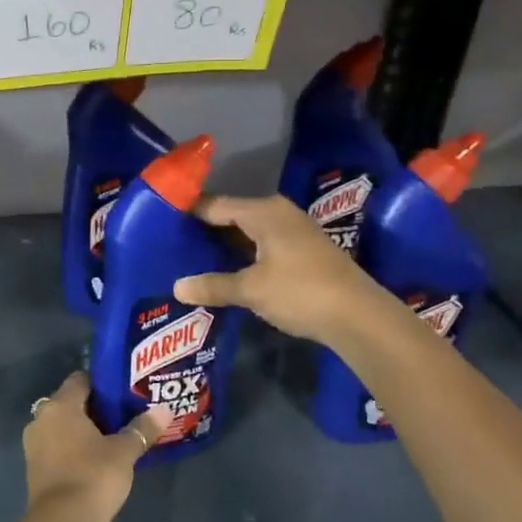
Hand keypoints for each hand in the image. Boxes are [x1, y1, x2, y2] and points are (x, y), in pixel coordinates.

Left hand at [23, 371, 166, 521]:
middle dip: (94, 408)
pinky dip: (72, 448)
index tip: (123, 393)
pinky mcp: (34, 468)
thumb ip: (142, 428)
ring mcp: (34, 444)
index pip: (81, 379)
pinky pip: (56, 446)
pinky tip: (94, 460)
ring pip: (62, 426)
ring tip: (111, 439)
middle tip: (122, 416)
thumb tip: (164, 410)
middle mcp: (41, 418)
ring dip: (82, 430)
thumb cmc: (93, 476)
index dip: (103, 384)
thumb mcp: (124, 452)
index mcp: (60, 405)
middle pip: (70, 402)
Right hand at [174, 194, 383, 346]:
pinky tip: (228, 269)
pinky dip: (243, 253)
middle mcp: (279, 213)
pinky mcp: (304, 251)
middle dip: (205, 229)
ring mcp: (295, 231)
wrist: (359, 316)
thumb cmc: (300, 292)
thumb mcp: (252, 290)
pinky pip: (262, 244)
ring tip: (193, 256)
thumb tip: (177, 286)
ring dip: (225, 243)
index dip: (189, 211)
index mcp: (264, 212)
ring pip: (249, 231)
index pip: (216, 204)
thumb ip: (214, 285)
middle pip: (232, 215)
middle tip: (172, 241)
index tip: (162, 219)